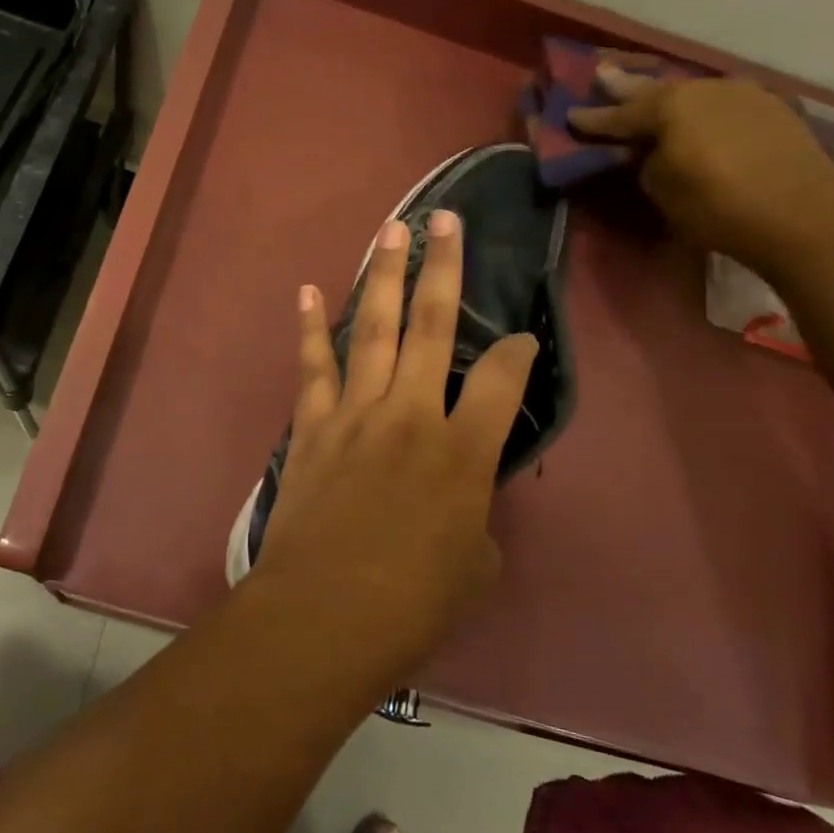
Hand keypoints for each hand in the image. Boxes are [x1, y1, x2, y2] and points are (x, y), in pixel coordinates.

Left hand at [247, 211, 538, 676]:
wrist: (325, 614)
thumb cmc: (412, 603)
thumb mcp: (473, 564)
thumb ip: (473, 512)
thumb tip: (461, 490)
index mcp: (464, 453)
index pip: (505, 382)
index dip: (519, 352)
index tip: (523, 337)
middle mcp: (412, 415)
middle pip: (435, 327)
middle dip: (444, 268)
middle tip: (445, 218)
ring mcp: (357, 413)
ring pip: (376, 330)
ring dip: (385, 277)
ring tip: (392, 231)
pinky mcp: (314, 425)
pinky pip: (314, 366)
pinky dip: (311, 327)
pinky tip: (310, 291)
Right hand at [569, 65, 833, 271]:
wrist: (805, 217)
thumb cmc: (718, 208)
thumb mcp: (662, 191)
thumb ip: (646, 163)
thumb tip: (648, 150)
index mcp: (670, 108)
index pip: (620, 115)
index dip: (593, 119)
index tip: (571, 115)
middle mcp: (704, 89)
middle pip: (656, 90)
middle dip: (626, 87)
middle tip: (603, 74)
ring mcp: (743, 94)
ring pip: (692, 93)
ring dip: (667, 98)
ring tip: (649, 98)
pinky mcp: (772, 108)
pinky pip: (721, 102)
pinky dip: (702, 108)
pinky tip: (697, 114)